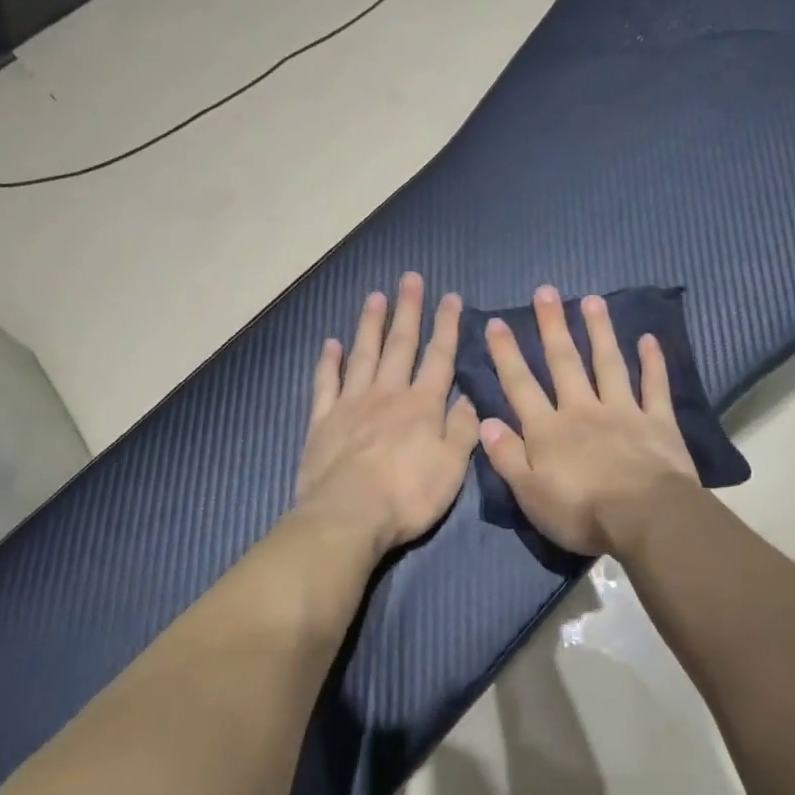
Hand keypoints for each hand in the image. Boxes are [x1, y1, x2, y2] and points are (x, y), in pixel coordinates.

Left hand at [294, 273, 479, 555]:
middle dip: (408, 311)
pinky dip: (329, 361)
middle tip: (410, 279)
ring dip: (370, 324)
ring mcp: (351, 404)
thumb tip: (471, 396)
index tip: (450, 297)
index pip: (439, 357)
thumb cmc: (408, 495)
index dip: (447, 326)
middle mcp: (387, 394)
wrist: (348, 516)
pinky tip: (331, 343)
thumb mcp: (452, 466)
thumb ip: (464, 429)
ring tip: (376, 296)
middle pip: (400, 345)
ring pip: (363, 355)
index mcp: (422, 405)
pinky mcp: (322, 421)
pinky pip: (326, 383)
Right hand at [477, 286, 700, 555]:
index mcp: (548, 430)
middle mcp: (582, 410)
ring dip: (599, 331)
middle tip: (546, 291)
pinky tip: (649, 339)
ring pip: (608, 363)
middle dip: (552, 326)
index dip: (507, 354)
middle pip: (564, 362)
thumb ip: (507, 456)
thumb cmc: (581, 513)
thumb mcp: (530, 494)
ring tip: (592, 300)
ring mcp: (623, 411)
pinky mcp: (657, 422)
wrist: (645, 518)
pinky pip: (655, 386)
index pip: (520, 385)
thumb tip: (486, 422)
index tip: (497, 322)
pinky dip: (653, 362)